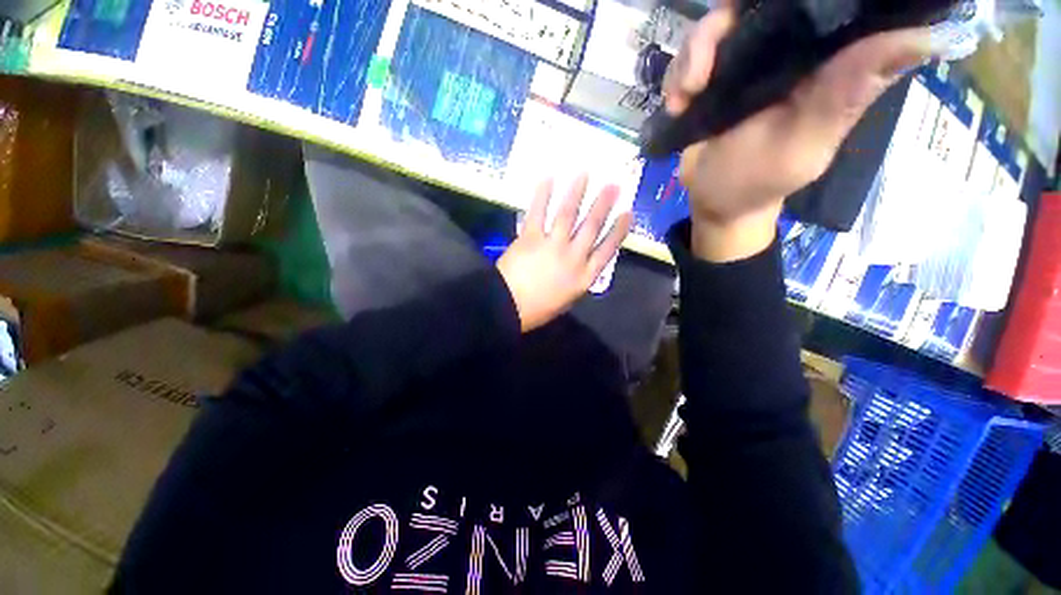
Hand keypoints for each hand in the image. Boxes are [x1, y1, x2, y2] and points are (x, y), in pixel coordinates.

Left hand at [497, 175, 632, 331]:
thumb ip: (577, 280)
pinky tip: (549, 178)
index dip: (619, 231)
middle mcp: (573, 257)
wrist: (507, 308)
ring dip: (577, 193)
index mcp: (584, 277)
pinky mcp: (530, 237)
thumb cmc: (537, 310)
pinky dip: (543, 195)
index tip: (628, 213)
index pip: (607, 250)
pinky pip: (538, 213)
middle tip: (613, 185)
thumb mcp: (566, 300)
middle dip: (603, 205)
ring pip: (568, 215)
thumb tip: (581, 263)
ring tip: (585, 174)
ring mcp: (552, 245)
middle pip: (591, 227)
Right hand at [665, 4, 930, 261]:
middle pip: (758, 3)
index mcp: (825, 58)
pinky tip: (677, 104)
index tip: (775, 6)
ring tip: (685, 95)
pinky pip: (689, 53)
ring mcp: (744, 60)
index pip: (827, 1)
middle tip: (701, 73)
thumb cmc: (759, 181)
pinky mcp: (711, 77)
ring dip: (692, 55)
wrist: (713, 200)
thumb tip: (926, 37)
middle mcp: (788, 47)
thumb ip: (848, 95)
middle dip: (721, 27)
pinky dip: (676, 75)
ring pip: (718, 22)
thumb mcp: (806, 145)